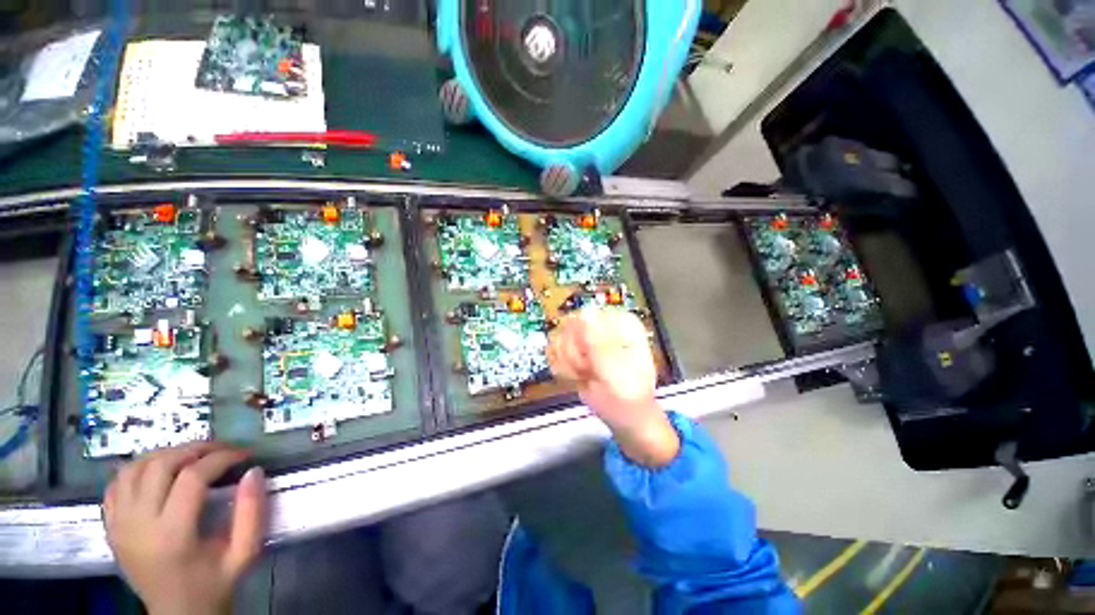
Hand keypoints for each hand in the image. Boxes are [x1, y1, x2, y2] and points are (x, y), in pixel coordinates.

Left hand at [103, 442, 267, 614]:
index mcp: (172, 535)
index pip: (193, 478)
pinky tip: (159, 472)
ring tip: (192, 457)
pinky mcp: (110, 525)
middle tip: (221, 450)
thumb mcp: (243, 553)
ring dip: (165, 454)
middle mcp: (138, 525)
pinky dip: (139, 469)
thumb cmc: (214, 584)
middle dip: (195, 449)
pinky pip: (117, 483)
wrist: (177, 614)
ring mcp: (119, 524)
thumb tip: (254, 471)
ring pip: (134, 468)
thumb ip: (252, 512)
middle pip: (160, 466)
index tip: (245, 454)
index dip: (222, 458)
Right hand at [548, 307, 679, 466]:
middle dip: (574, 356)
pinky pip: (555, 351)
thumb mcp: (616, 371)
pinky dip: (563, 368)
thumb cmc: (628, 395)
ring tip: (587, 375)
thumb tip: (586, 311)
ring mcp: (587, 336)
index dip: (581, 341)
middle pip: (568, 327)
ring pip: (559, 340)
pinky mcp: (575, 349)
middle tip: (590, 371)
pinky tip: (578, 376)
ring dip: (568, 364)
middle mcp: (603, 324)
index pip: (586, 316)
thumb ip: (599, 343)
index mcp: (620, 322)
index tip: (590, 361)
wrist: (624, 415)